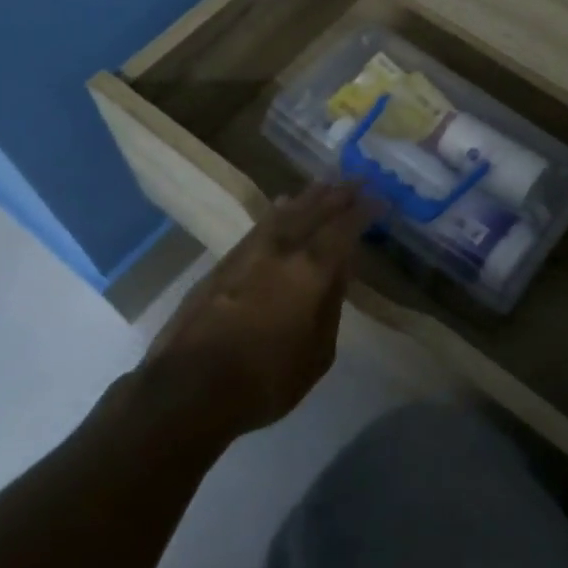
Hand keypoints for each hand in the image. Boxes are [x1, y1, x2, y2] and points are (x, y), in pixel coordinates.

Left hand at [142, 183, 377, 439]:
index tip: (379, 200)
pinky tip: (281, 206)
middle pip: (314, 211)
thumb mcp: (317, 353)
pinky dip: (278, 211)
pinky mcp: (224, 261)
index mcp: (311, 270)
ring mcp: (249, 252)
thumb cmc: (266, 380)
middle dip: (338, 195)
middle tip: (356, 181)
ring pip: (285, 213)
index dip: (363, 212)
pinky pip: (261, 224)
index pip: (344, 229)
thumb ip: (331, 305)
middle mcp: (281, 249)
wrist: (189, 387)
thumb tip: (340, 270)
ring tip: (324, 185)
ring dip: (308, 197)